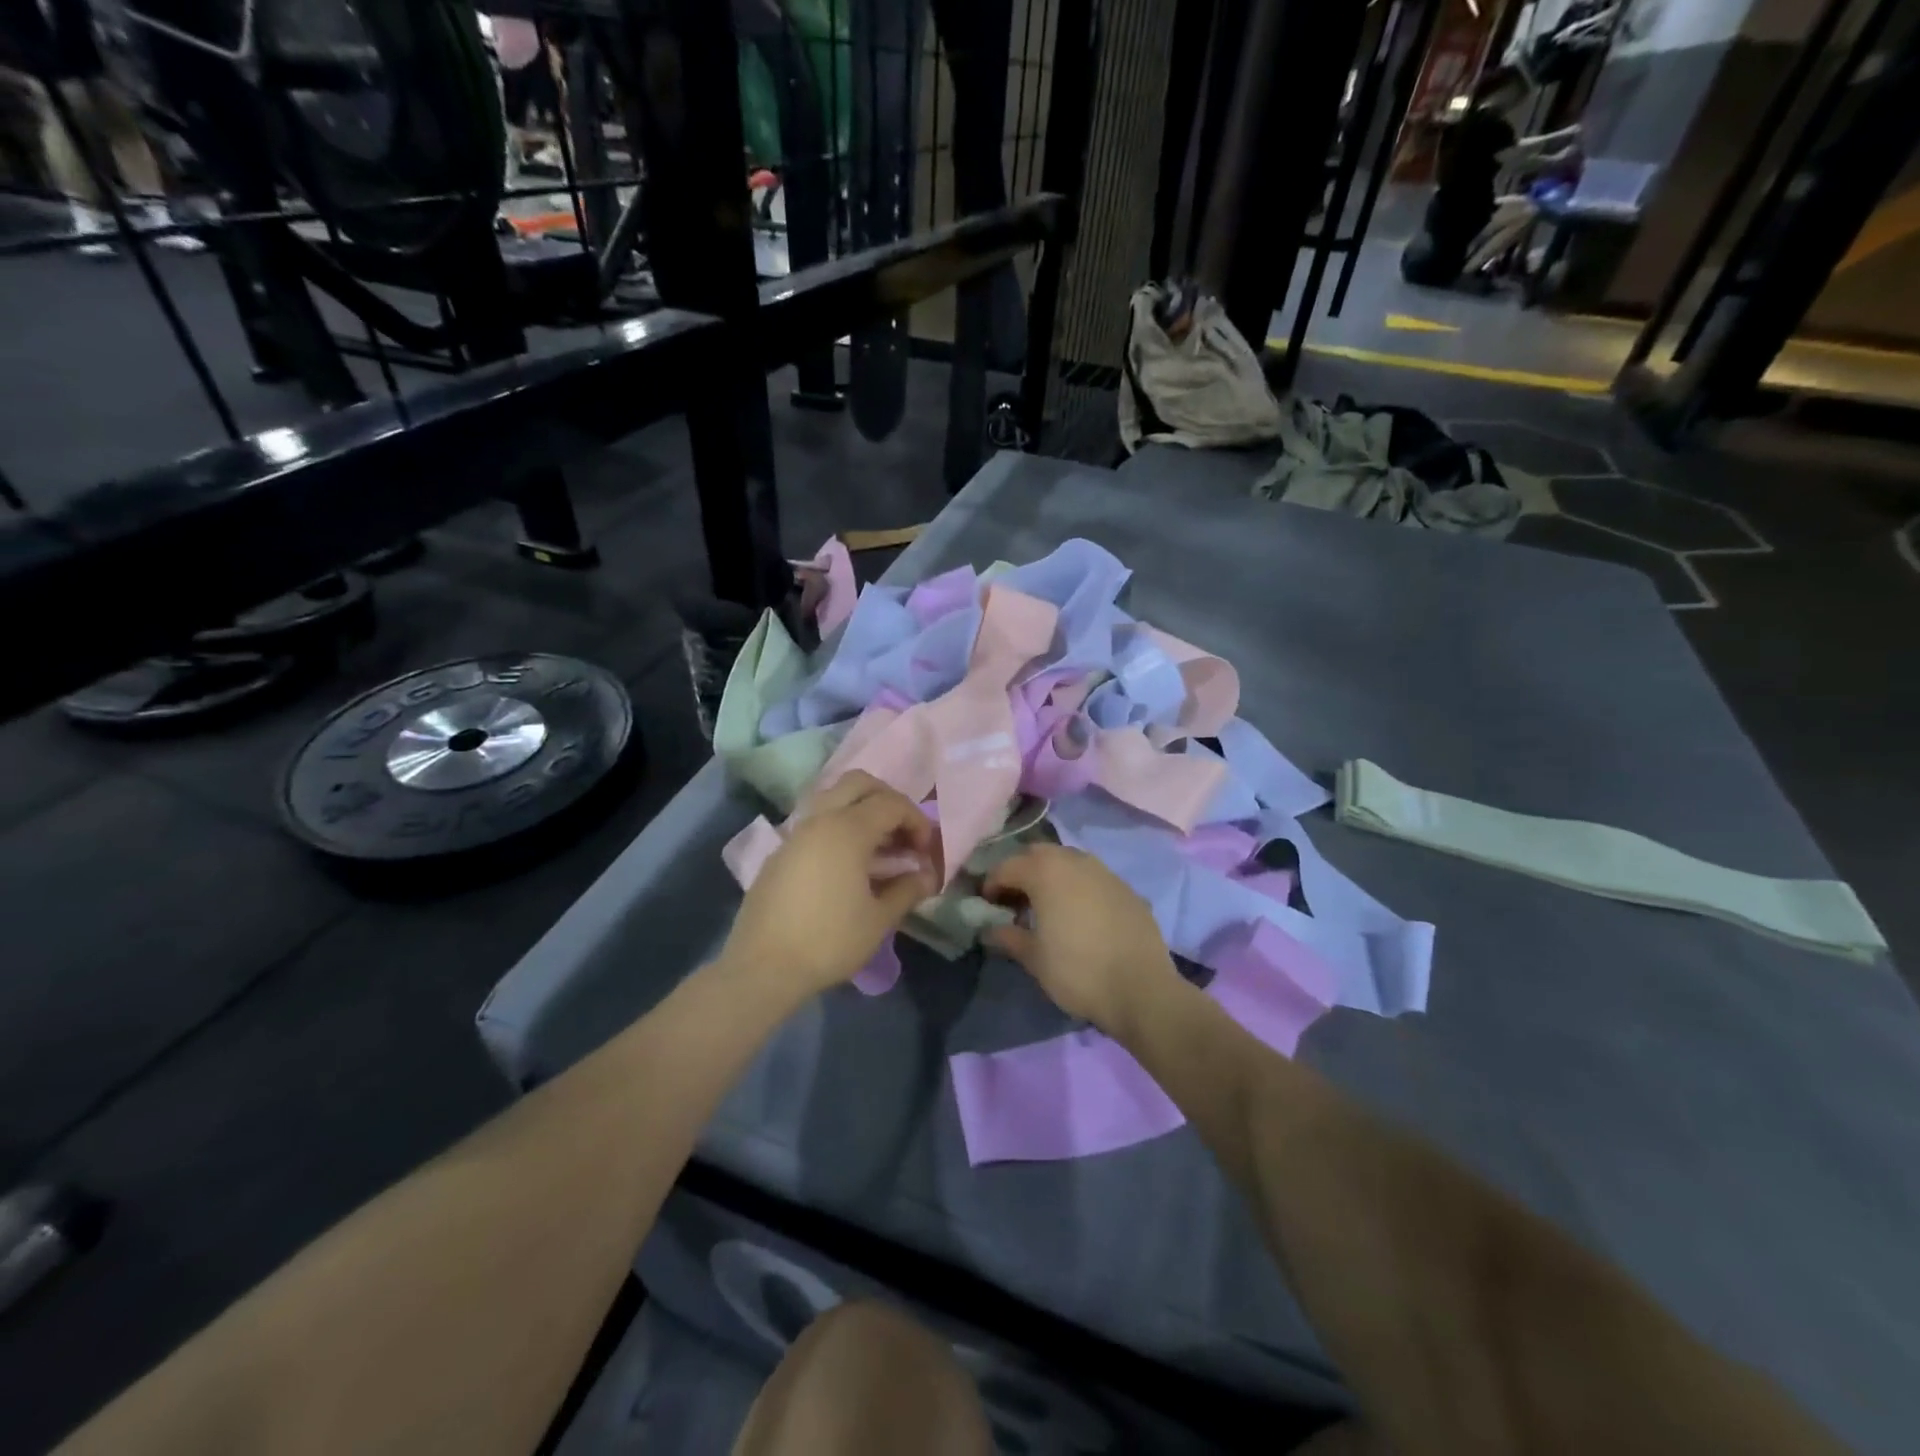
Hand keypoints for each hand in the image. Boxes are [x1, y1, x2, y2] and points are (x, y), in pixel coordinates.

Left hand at [720, 772, 938, 1002]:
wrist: (763, 967)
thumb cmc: (829, 941)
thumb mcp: (879, 919)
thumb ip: (906, 890)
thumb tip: (926, 876)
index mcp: (847, 829)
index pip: (891, 804)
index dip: (917, 821)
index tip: (926, 851)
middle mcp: (819, 819)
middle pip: (858, 783)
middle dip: (887, 799)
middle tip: (902, 831)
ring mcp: (795, 833)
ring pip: (832, 798)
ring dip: (860, 810)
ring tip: (878, 847)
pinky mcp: (780, 852)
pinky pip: (815, 822)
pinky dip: (838, 827)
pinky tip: (847, 864)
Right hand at [982, 845, 1177, 1036]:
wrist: (1142, 989)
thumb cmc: (1078, 972)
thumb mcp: (1034, 959)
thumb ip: (1008, 937)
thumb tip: (989, 930)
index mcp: (1045, 872)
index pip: (1007, 866)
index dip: (991, 884)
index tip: (986, 906)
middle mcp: (1075, 861)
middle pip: (1038, 854)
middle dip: (1021, 872)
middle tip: (1015, 902)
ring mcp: (1105, 872)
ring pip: (1068, 861)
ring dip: (1051, 876)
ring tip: (1047, 907)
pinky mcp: (1127, 888)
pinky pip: (1092, 878)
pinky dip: (1078, 887)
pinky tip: (1079, 915)